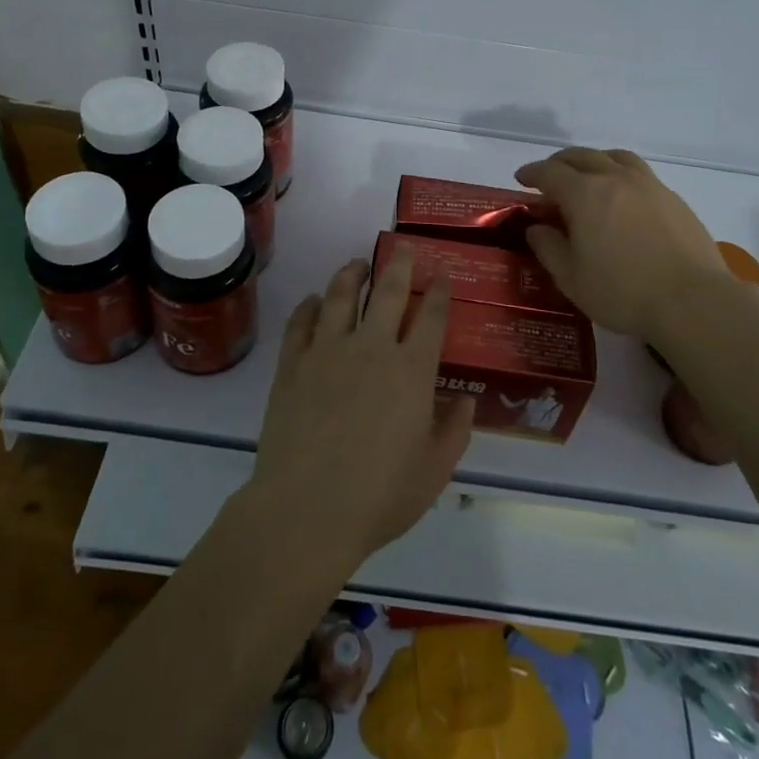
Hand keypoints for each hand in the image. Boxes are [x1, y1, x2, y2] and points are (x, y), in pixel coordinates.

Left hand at [245, 249, 473, 572]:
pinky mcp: (293, 364)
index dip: (439, 293)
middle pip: (388, 292)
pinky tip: (314, 301)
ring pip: (341, 296)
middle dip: (399, 265)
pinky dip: (310, 306)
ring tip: (358, 264)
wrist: (306, 510)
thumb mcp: (433, 471)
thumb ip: (454, 431)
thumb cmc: (379, 496)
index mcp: (411, 370)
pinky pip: (301, 322)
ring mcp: (328, 351)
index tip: (441, 276)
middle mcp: (372, 348)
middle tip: (403, 248)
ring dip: (352, 274)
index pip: (431, 318)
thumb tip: (465, 400)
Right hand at [515, 147, 733, 341]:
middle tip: (549, 176)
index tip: (521, 179)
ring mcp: (649, 185)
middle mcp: (615, 179)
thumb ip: (549, 248)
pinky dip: (621, 175)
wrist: (693, 301)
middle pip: (582, 156)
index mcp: (585, 194)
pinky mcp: (673, 199)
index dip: (532, 173)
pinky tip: (623, 197)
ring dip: (594, 161)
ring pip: (615, 158)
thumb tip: (537, 228)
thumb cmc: (623, 292)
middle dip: (560, 163)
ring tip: (588, 175)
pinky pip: (640, 173)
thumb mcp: (572, 278)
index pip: (550, 172)